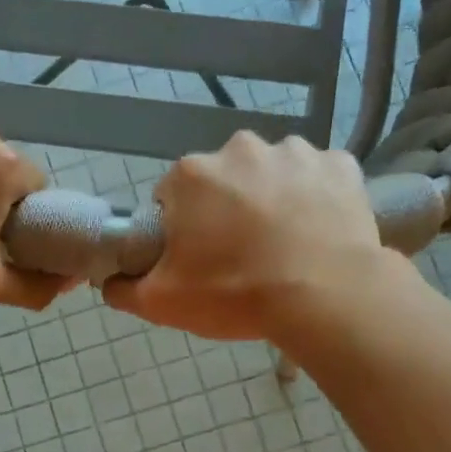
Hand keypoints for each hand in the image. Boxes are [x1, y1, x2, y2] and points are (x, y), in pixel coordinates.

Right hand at [103, 133, 397, 343]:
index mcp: (192, 175)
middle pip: (222, 181)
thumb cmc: (235, 294)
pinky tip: (316, 232)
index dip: (180, 229)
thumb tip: (110, 282)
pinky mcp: (341, 165)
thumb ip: (124, 290)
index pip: (171, 197)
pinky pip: (317, 179)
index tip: (195, 258)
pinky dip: (314, 199)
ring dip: (270, 200)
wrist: (326, 297)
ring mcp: (296, 152)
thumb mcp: (162, 303)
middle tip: (238, 256)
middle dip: (224, 210)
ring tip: (282, 246)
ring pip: (270, 175)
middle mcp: (241, 148)